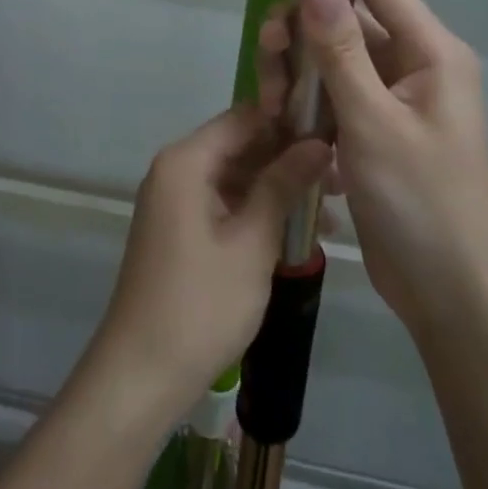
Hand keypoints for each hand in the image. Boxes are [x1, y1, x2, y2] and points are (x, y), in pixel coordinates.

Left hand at [95, 107, 328, 414]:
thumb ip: (283, 185)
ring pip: (237, 176)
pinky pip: (226, 203)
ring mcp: (176, 200)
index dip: (289, 120)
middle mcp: (176, 170)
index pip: (244, 117)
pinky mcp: (182, 228)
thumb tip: (318, 142)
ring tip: (335, 208)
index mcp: (186, 161)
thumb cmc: (202, 302)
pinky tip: (302, 231)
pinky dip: (260, 211)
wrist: (143, 371)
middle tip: (344, 178)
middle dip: (290, 157)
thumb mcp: (252, 241)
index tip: (335, 133)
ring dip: (280, 188)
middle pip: (240, 145)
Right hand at [257, 0, 487, 339]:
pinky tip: (283, 125)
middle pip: (345, 20)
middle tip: (266, 56)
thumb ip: (341, 50)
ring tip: (272, 103)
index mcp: (430, 52)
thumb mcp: (375, 123)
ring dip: (297, 71)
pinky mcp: (374, 132)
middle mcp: (413, 66)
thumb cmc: (423, 203)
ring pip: (332, 60)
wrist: (453, 295)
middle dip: (300, 29)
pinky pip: (332, 97)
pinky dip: (305, 102)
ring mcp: (392, 101)